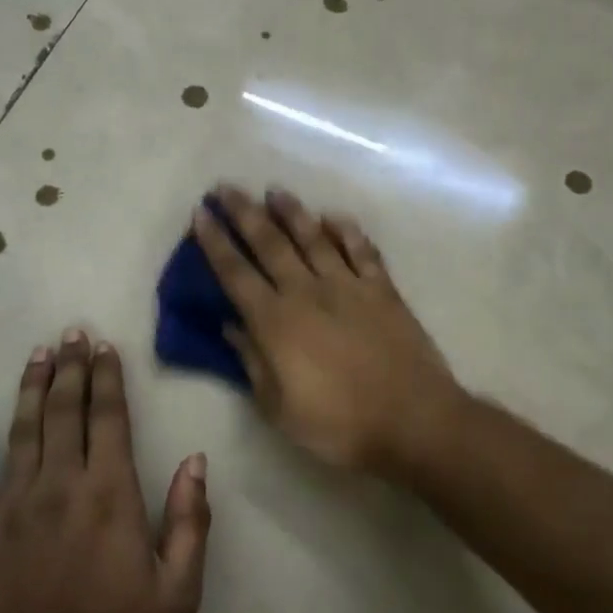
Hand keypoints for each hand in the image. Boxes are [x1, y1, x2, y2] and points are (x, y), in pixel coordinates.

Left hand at [0, 331, 210, 612]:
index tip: (106, 347)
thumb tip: (195, 460)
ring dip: (31, 388)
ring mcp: (13, 506)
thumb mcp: (178, 593)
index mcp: (109, 495)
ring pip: (22, 430)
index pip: (108, 418)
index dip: (108, 378)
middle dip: (71, 368)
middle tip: (73, 333)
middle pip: (65, 411)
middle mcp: (59, 486)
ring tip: (38, 354)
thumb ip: (191, 521)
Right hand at [192, 186, 462, 475]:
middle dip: (243, 213)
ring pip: (313, 238)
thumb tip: (230, 326)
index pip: (235, 273)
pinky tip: (334, 217)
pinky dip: (347, 231)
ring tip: (274, 191)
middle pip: (269, 243)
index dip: (215, 243)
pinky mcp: (382, 289)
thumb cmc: (338, 424)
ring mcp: (348, 285)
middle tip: (225, 188)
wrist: (411, 420)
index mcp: (276, 322)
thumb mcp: (279, 407)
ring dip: (291, 212)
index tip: (200, 215)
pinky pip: (362, 250)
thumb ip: (252, 362)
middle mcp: (307, 292)